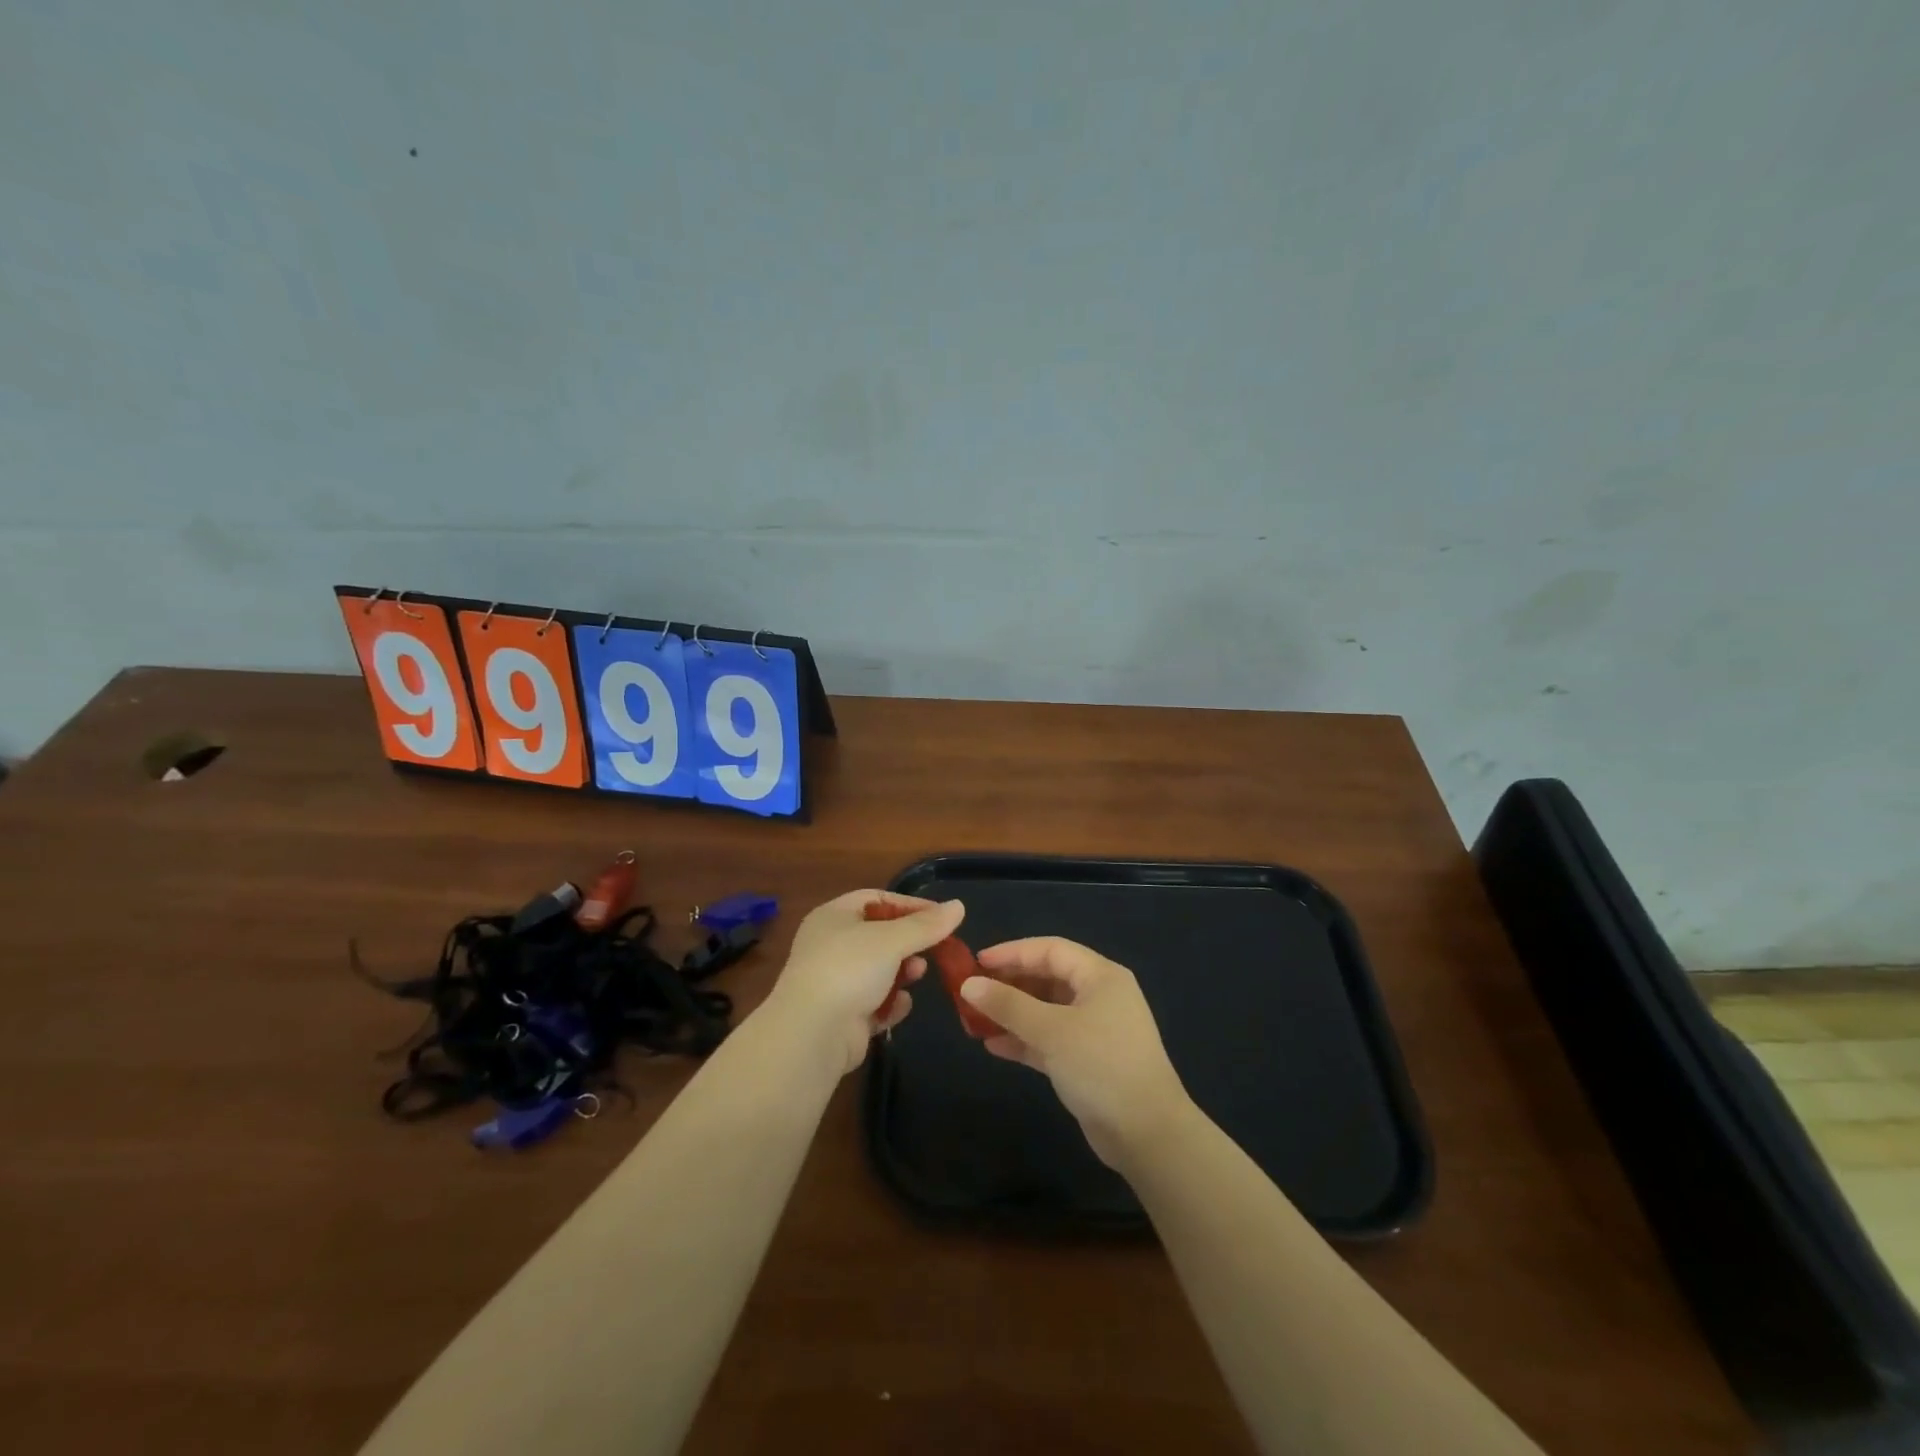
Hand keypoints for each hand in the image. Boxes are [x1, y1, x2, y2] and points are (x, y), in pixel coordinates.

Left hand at [763, 890, 965, 1076]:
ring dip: (902, 972)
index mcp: (833, 917)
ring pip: (878, 971)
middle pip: (879, 936)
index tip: (941, 916)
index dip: (909, 905)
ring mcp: (834, 983)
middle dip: (908, 942)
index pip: (876, 899)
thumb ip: (926, 925)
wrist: (812, 1034)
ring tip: (917, 975)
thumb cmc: (849, 970)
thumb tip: (958, 906)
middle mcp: (830, 946)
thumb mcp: (892, 940)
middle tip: (932, 949)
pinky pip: (874, 1003)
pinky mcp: (842, 1016)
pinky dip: (890, 1003)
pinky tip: (902, 1005)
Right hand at [962, 938, 1192, 1169]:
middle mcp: (1099, 996)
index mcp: (1100, 976)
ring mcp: (1094, 1030)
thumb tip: (968, 985)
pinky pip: (1049, 1039)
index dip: (1012, 952)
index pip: (1050, 950)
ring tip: (974, 1020)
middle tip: (972, 992)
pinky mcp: (1087, 1061)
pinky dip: (1023, 1040)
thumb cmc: (1101, 1066)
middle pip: (1047, 978)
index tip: (976, 962)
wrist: (1147, 1134)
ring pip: (1045, 1011)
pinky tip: (993, 1046)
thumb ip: (1008, 1005)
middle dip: (1008, 984)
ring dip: (1012, 1014)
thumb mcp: (1051, 1030)